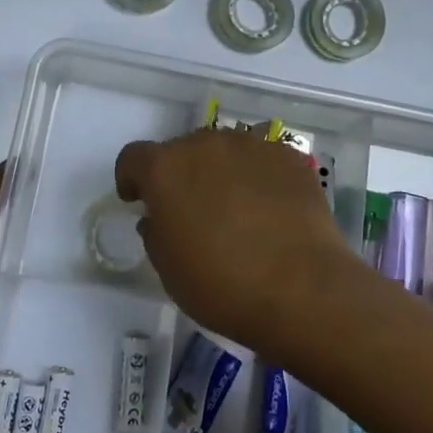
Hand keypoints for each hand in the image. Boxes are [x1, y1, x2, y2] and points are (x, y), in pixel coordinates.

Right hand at [115, 129, 357, 350]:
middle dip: (182, 175)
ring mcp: (250, 145)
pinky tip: (272, 209)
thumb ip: (156, 233)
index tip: (138, 200)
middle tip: (194, 212)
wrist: (301, 289)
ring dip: (222, 172)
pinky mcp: (288, 156)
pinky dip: (260, 177)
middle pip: (182, 150)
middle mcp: (204, 143)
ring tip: (238, 209)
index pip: (133, 158)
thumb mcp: (169, 270)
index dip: (131, 178)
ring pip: (225, 150)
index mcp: (165, 168)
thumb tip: (159, 217)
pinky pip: (263, 160)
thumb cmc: (222, 284)